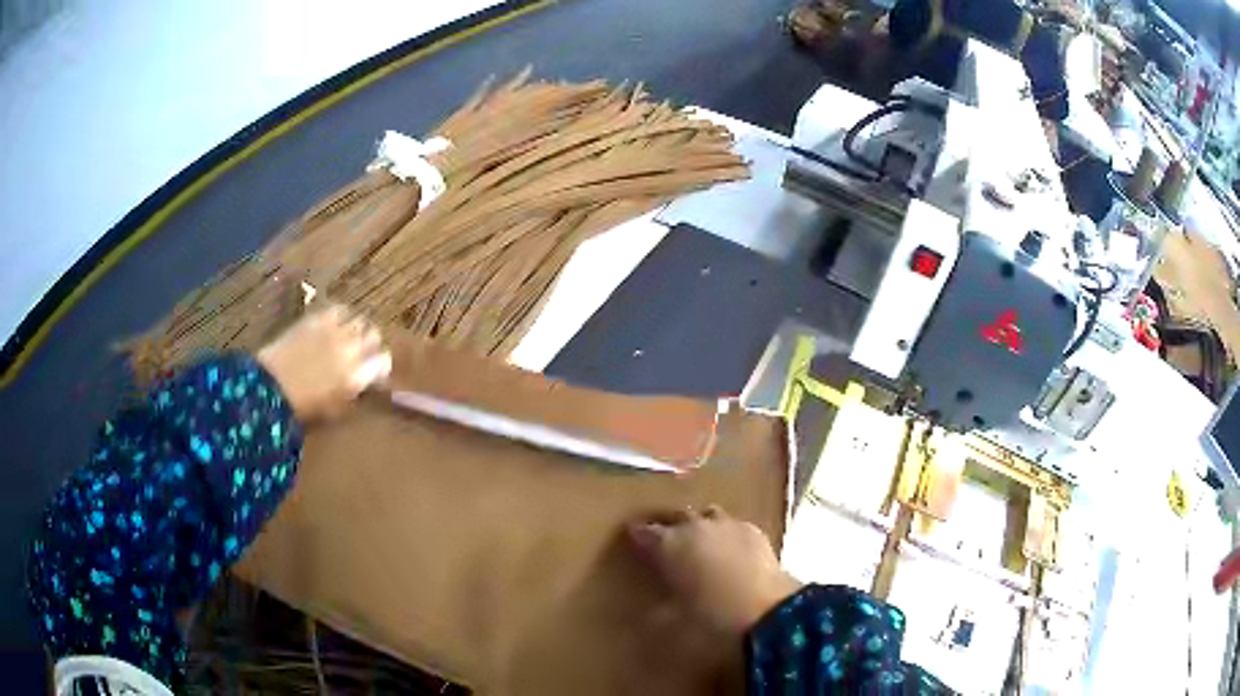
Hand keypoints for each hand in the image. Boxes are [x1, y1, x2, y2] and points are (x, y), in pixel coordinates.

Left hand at [256, 305, 391, 420]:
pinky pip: (339, 310)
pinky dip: (342, 316)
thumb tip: (362, 386)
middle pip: (374, 336)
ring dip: (358, 329)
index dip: (381, 366)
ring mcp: (334, 330)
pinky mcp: (317, 319)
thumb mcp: (335, 412)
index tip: (375, 372)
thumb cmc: (303, 407)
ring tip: (350, 336)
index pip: (384, 361)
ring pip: (359, 320)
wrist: (271, 386)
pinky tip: (336, 323)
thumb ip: (354, 396)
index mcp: (357, 375)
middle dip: (371, 343)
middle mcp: (351, 348)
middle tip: (364, 352)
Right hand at [628, 506, 801, 634]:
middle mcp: (695, 527)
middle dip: (670, 526)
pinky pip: (734, 526)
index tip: (634, 538)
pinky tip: (731, 550)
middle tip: (666, 540)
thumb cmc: (711, 617)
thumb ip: (658, 614)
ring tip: (700, 541)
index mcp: (668, 545)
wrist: (767, 610)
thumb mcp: (674, 623)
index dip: (638, 535)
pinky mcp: (755, 531)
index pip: (645, 532)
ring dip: (701, 525)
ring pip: (707, 515)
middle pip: (676, 516)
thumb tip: (650, 613)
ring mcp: (728, 525)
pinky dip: (728, 534)